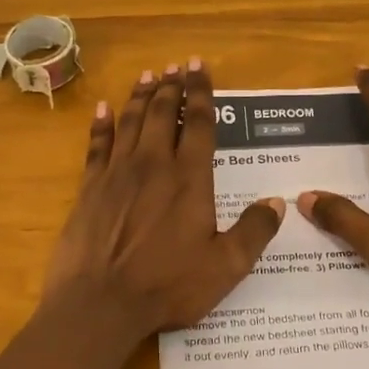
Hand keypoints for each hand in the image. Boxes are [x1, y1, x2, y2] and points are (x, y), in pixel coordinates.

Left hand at [43, 59, 286, 344]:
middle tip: (175, 65)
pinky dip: (102, 124)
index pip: (198, 123)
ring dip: (140, 95)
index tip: (199, 66)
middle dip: (171, 86)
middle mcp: (153, 164)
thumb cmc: (167, 285)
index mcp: (189, 178)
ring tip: (148, 75)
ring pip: (130, 121)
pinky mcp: (89, 187)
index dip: (200, 92)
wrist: (99, 303)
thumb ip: (254, 232)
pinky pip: (97, 145)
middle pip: (161, 113)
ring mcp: (117, 173)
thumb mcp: (225, 267)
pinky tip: (104, 108)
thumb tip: (278, 202)